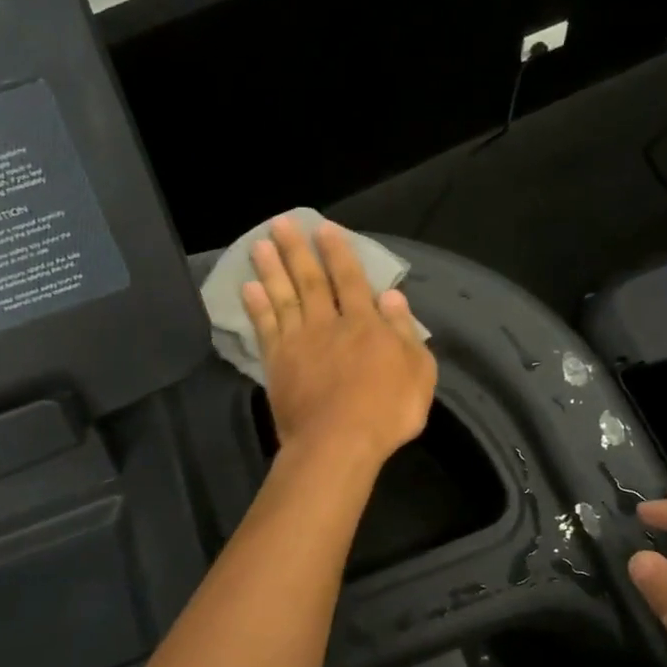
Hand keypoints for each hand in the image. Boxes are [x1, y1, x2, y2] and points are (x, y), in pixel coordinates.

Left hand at [243, 218, 436, 469]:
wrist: (338, 443)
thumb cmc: (387, 411)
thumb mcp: (418, 372)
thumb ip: (405, 331)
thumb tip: (392, 296)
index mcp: (365, 324)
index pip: (351, 279)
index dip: (338, 252)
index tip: (324, 228)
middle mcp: (328, 324)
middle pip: (311, 280)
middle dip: (296, 250)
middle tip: (280, 223)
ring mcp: (298, 342)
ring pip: (283, 297)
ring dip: (271, 269)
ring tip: (258, 244)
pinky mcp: (277, 363)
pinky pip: (265, 327)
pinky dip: (256, 307)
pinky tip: (248, 288)